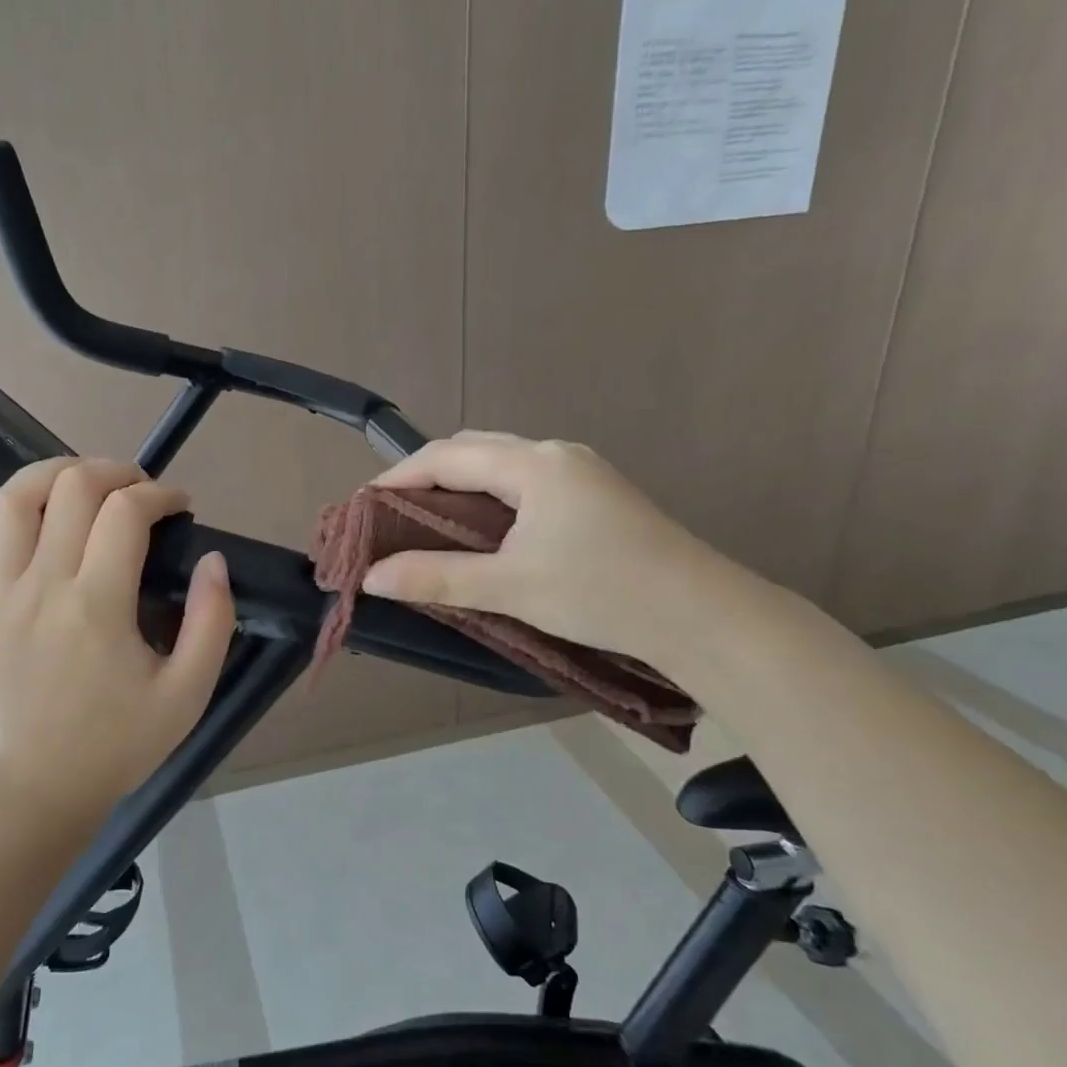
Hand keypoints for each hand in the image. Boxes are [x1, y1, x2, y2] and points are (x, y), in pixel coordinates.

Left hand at [0, 459, 234, 813]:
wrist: (49, 784)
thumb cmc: (123, 739)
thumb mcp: (189, 691)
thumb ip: (213, 621)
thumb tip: (214, 560)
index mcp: (97, 605)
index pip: (126, 512)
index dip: (160, 495)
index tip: (181, 508)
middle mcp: (42, 587)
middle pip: (70, 489)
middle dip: (114, 471)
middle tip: (140, 491)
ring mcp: (0, 596)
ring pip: (12, 502)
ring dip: (49, 473)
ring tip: (81, 481)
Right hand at [361, 431, 738, 662]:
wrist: (704, 616)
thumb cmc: (603, 592)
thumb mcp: (511, 587)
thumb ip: (437, 577)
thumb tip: (372, 576)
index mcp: (533, 464)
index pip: (447, 455)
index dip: (399, 477)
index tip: (363, 507)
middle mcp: (556, 454)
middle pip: (474, 450)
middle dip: (427, 476)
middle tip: (392, 516)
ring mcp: (581, 473)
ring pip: (503, 466)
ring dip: (460, 487)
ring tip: (428, 524)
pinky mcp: (596, 497)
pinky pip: (526, 484)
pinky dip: (491, 499)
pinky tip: (483, 532)